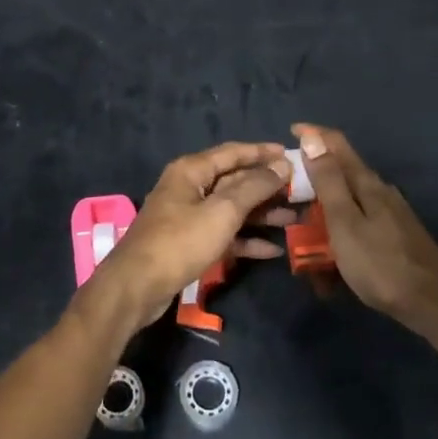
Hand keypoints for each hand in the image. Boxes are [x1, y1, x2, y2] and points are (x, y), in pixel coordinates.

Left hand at [80, 143, 294, 341]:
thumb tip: (282, 164)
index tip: (292, 155)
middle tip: (300, 192)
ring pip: (231, 209)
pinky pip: (223, 234)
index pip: (233, 152)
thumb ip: (254, 187)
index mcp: (192, 170)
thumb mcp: (222, 212)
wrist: (138, 286)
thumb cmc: (180, 241)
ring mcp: (188, 216)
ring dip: (261, 214)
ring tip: (294, 220)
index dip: (262, 152)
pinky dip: (245, 239)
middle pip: (234, 180)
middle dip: (266, 187)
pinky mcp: (189, 243)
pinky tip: (272, 250)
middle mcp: (189, 187)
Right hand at [293, 124, 437, 332]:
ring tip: (304, 244)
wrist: (434, 304)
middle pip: (341, 175)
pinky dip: (339, 240)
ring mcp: (390, 216)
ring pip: (347, 206)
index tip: (290, 131)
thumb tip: (312, 137)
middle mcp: (380, 193)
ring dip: (324, 218)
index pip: (337, 145)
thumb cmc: (381, 263)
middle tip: (287, 197)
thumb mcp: (345, 222)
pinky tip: (331, 266)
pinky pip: (357, 229)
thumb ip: (328, 181)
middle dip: (313, 182)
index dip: (313, 134)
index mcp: (366, 184)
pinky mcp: (394, 238)